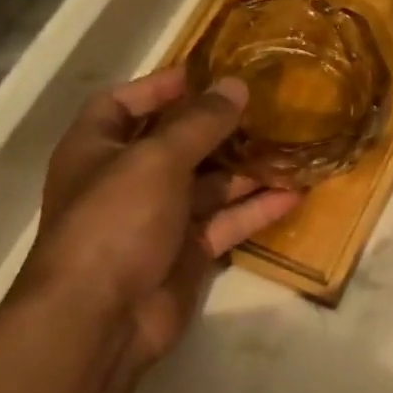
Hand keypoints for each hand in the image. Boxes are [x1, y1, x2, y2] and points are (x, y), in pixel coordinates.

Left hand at [18, 68, 300, 374]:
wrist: (100, 318)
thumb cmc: (115, 221)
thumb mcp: (156, 160)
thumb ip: (199, 122)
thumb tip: (236, 86)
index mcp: (98, 149)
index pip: (123, 103)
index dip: (160, 86)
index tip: (208, 73)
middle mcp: (126, 180)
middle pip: (176, 143)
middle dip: (218, 127)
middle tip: (266, 108)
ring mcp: (157, 219)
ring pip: (209, 184)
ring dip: (246, 168)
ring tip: (290, 146)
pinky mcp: (186, 252)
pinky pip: (226, 222)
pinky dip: (256, 209)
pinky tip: (294, 193)